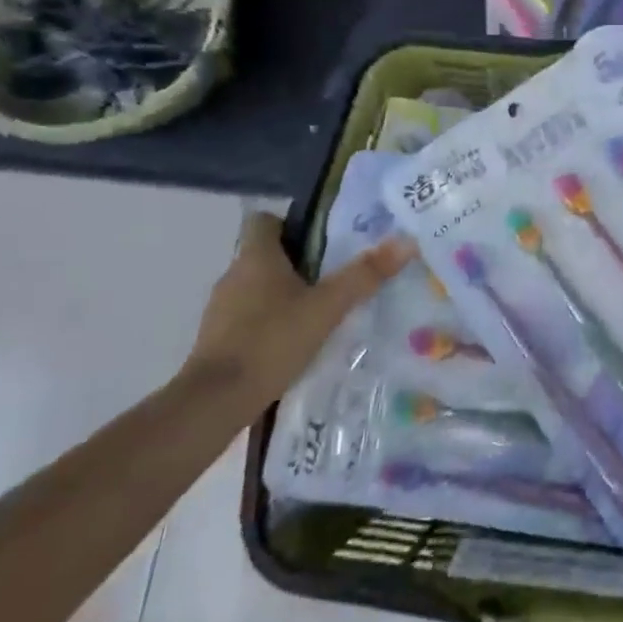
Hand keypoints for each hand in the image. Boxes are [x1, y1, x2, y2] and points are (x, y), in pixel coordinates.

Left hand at [187, 211, 415, 404]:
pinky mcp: (219, 338)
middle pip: (267, 254)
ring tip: (323, 308)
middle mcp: (233, 275)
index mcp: (256, 257)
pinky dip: (272, 320)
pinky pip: (251, 316)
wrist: (216, 401)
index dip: (292, 223)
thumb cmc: (272, 341)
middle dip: (300, 261)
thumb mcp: (328, 307)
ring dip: (286, 293)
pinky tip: (297, 339)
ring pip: (259, 286)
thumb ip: (365, 275)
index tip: (324, 238)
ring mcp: (222, 309)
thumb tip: (406, 241)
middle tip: (338, 273)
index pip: (265, 221)